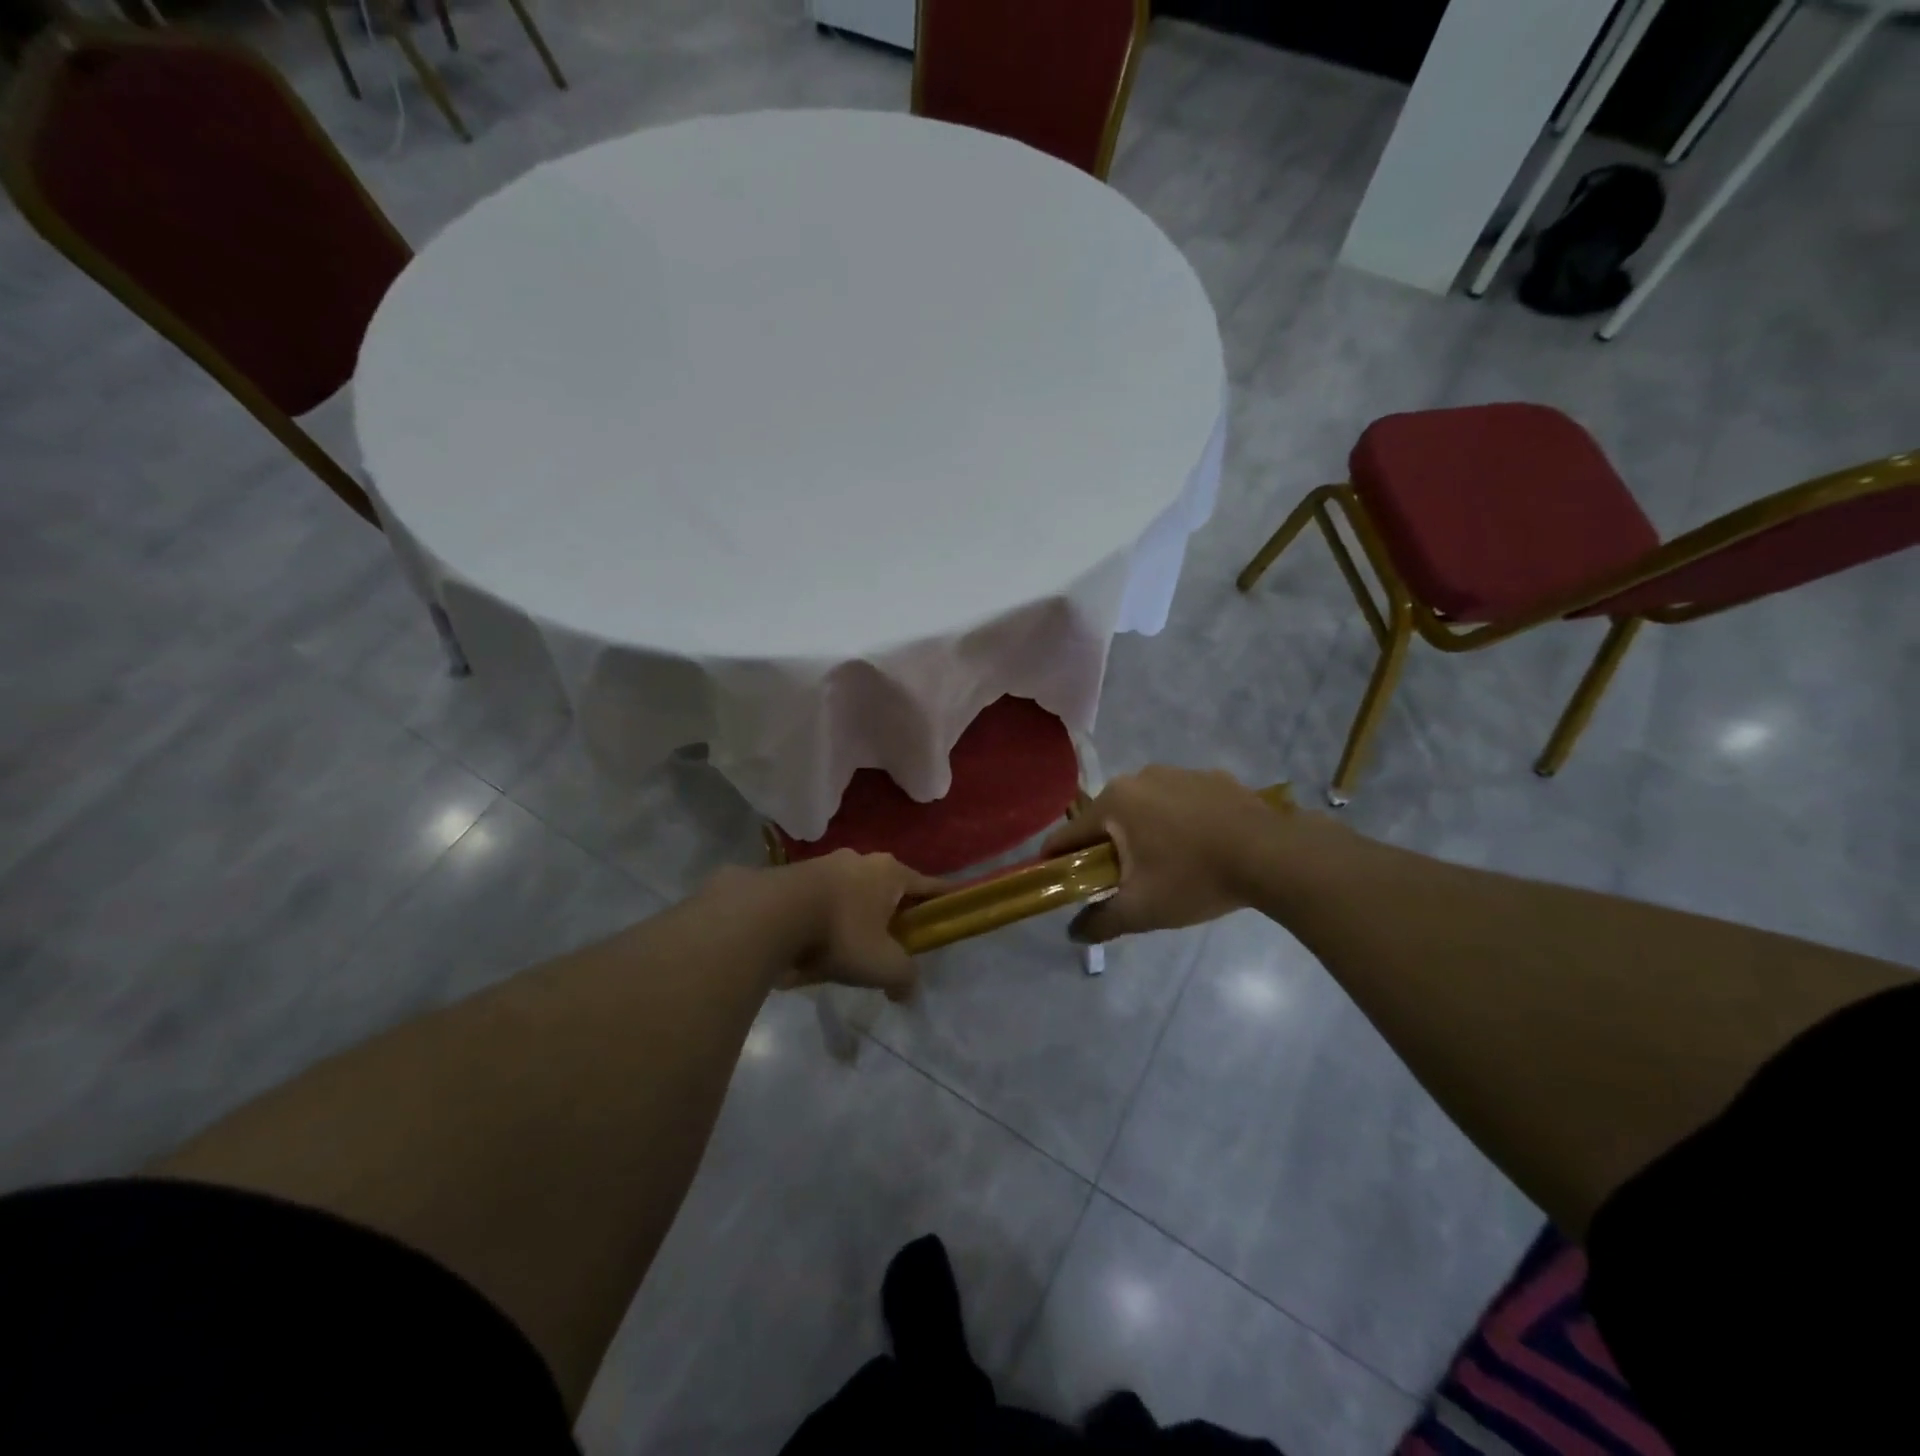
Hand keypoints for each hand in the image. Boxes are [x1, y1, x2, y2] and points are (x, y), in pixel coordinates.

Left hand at [713, 851, 944, 1001]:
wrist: (770, 914)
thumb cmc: (840, 933)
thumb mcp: (883, 965)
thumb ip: (904, 978)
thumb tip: (908, 991)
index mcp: (891, 872)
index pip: (928, 885)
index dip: (943, 899)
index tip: (953, 905)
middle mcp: (862, 859)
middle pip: (888, 890)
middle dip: (891, 914)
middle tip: (890, 944)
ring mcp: (826, 863)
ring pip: (852, 894)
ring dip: (854, 918)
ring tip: (845, 952)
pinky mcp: (795, 874)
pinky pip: (821, 900)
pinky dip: (824, 920)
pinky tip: (811, 947)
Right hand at [1041, 766, 1291, 943]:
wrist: (1272, 856)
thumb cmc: (1194, 878)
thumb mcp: (1142, 910)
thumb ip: (1101, 921)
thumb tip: (1073, 933)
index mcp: (1115, 802)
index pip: (1069, 834)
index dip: (1057, 859)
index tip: (1055, 879)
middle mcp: (1139, 777)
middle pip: (1107, 818)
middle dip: (1107, 848)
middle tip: (1121, 881)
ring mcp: (1178, 773)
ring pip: (1145, 807)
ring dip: (1144, 832)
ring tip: (1166, 865)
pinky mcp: (1212, 777)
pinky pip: (1181, 801)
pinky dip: (1179, 821)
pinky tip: (1201, 846)